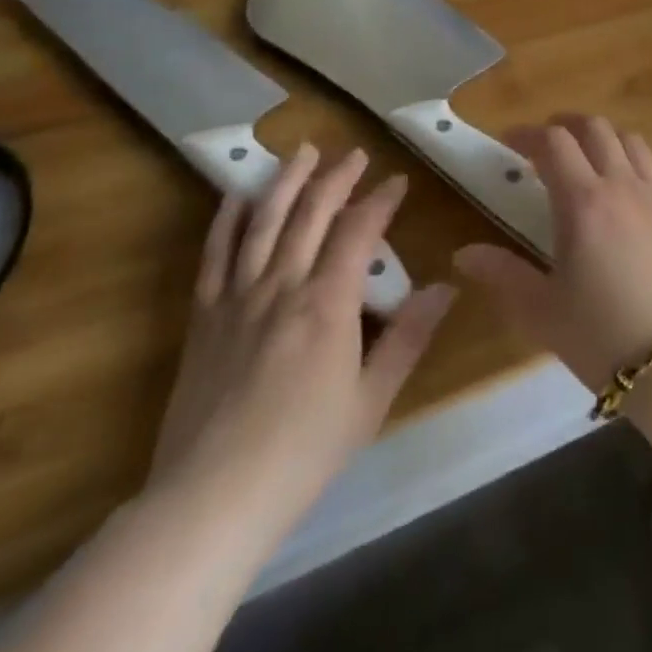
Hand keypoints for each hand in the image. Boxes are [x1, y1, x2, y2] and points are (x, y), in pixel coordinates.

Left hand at [146, 145, 455, 555]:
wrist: (210, 499)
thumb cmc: (302, 452)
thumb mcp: (370, 400)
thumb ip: (409, 337)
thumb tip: (446, 286)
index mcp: (328, 303)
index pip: (359, 231)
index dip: (380, 200)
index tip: (398, 181)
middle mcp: (283, 285)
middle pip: (312, 214)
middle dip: (337, 178)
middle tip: (355, 154)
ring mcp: (238, 297)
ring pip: (264, 222)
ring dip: (286, 181)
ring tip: (303, 152)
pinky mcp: (204, 317)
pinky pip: (215, 255)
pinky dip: (226, 220)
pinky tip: (236, 195)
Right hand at [453, 116, 651, 391]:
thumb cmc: (602, 335)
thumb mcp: (542, 311)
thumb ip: (502, 274)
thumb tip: (463, 254)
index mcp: (583, 201)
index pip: (554, 142)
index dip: (528, 134)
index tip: (509, 142)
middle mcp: (621, 184)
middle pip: (595, 128)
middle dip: (565, 126)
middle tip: (545, 145)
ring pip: (629, 139)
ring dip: (602, 138)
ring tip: (586, 160)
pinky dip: (631, 161)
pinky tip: (623, 191)